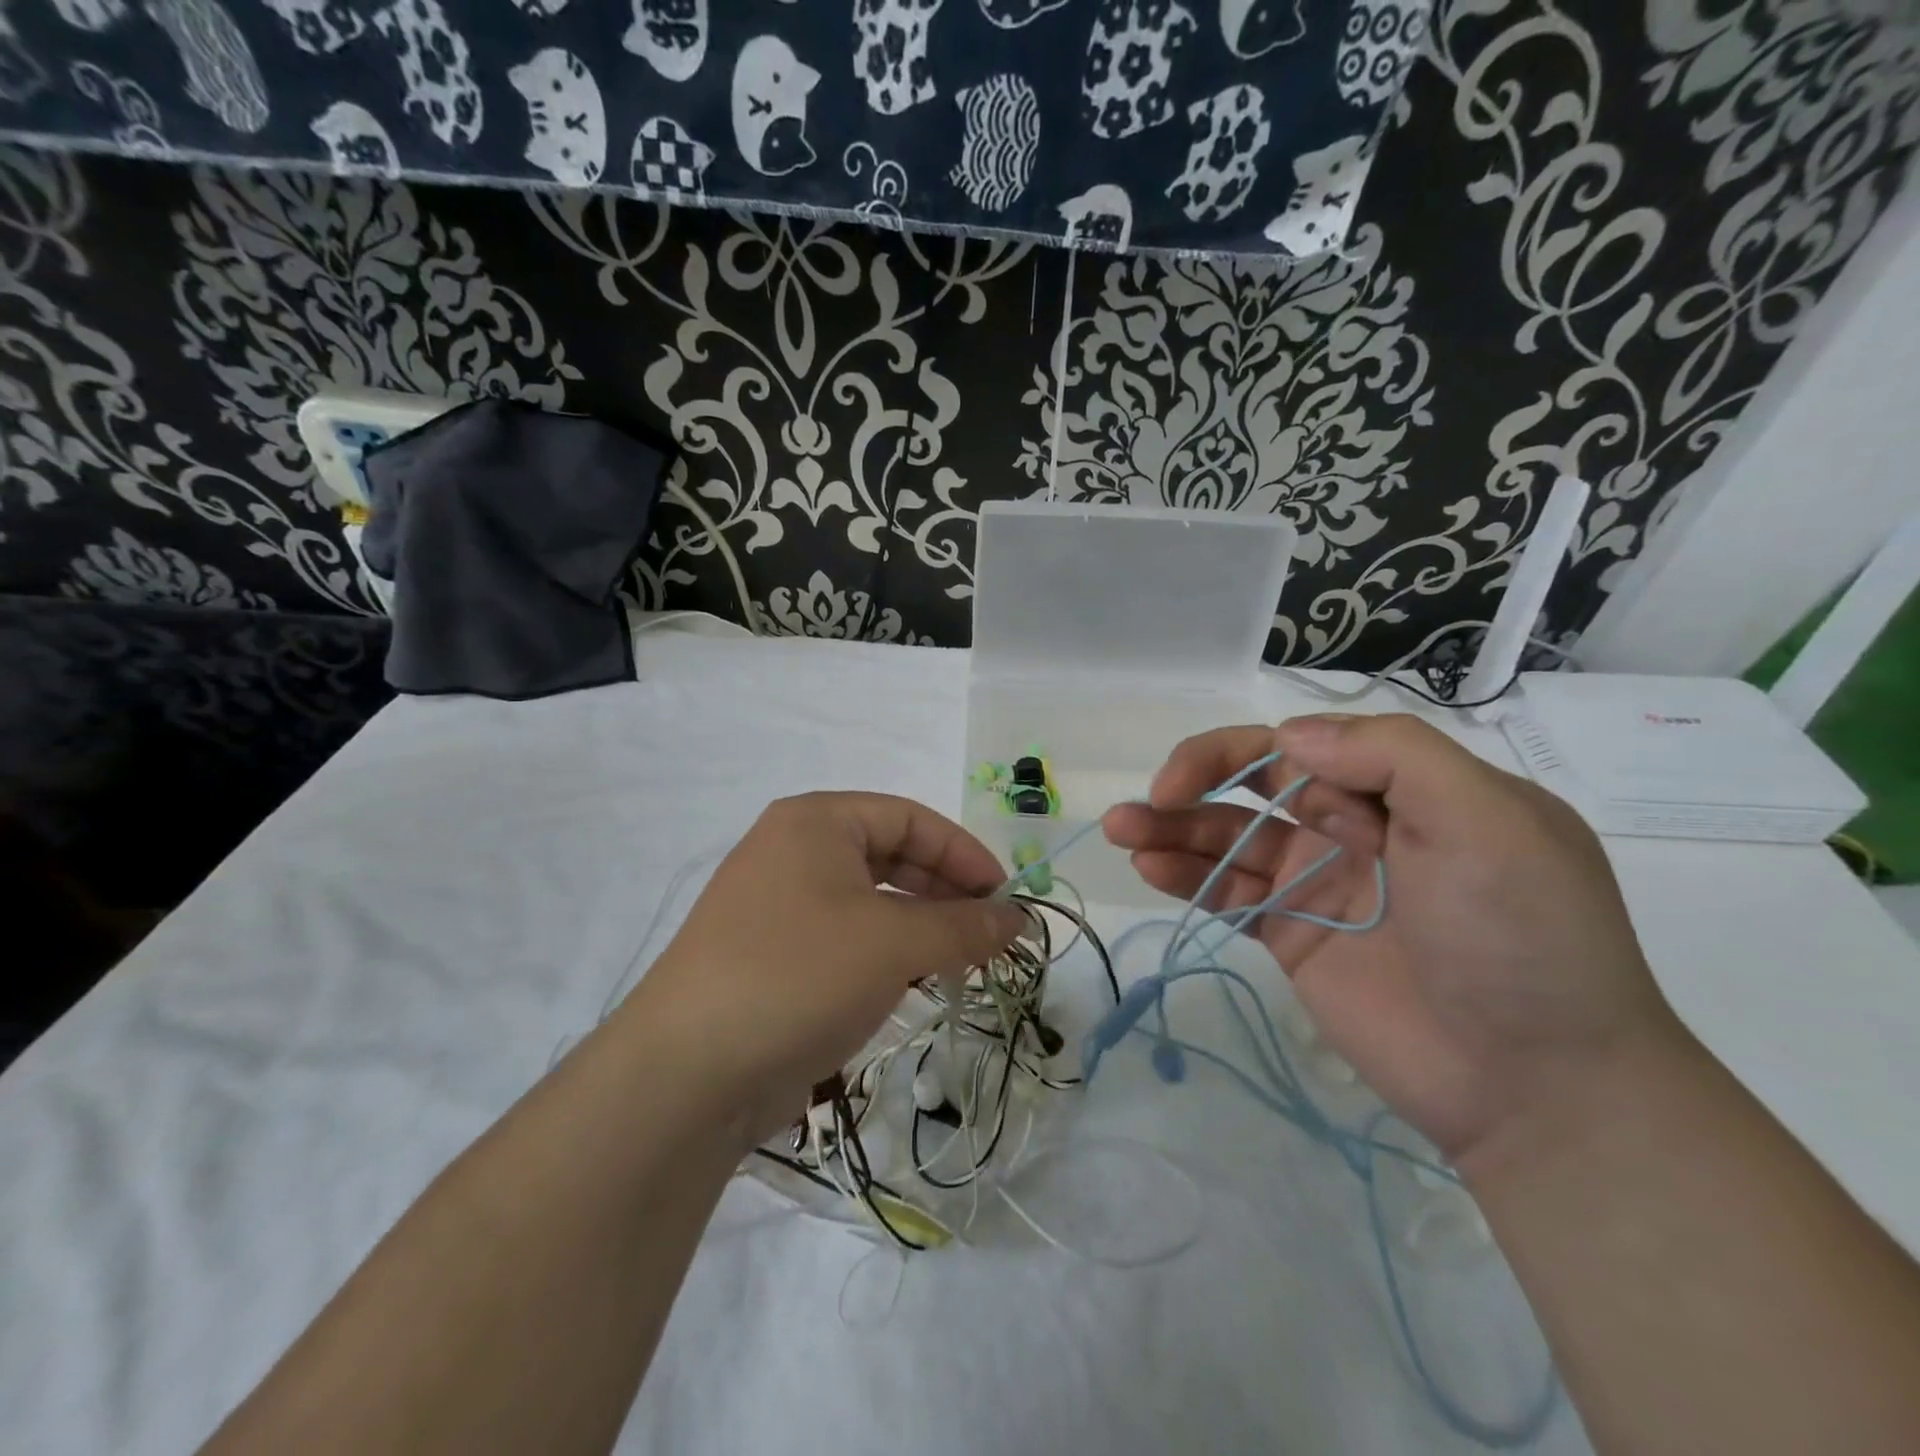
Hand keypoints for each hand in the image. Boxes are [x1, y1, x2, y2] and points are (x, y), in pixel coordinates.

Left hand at [621, 792, 1026, 1146]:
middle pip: (890, 856)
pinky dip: (885, 954)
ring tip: (957, 963)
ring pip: (869, 902)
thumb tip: (1019, 919)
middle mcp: (792, 852)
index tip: (1004, 898)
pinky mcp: (771, 956)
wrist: (686, 1074)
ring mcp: (777, 905)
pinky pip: (844, 939)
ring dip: (919, 927)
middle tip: (987, 934)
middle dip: (944, 892)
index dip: (964, 854)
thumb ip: (963, 926)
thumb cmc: (798, 975)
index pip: (910, 818)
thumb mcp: (893, 943)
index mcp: (815, 822)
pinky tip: (910, 985)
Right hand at [1103, 714, 1684, 1164]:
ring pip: (1229, 838)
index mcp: (1403, 789)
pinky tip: (1148, 866)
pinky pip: (1228, 893)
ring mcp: (1317, 883)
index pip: (1302, 745)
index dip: (1240, 752)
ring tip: (1119, 829)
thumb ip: (1392, 756)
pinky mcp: (1291, 937)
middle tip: (1147, 800)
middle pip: (1253, 785)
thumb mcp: (1486, 819)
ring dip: (1172, 828)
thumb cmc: (1519, 936)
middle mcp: (1354, 826)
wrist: (1539, 1086)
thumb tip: (1289, 735)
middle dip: (1194, 780)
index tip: (1197, 777)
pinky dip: (1186, 876)